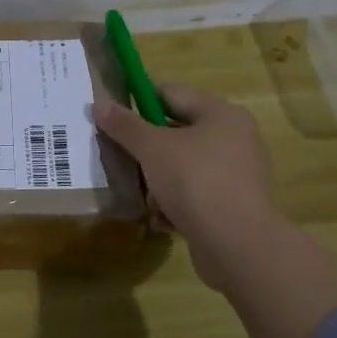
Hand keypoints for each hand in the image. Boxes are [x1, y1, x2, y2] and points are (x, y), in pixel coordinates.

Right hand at [92, 84, 280, 297]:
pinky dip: (176, 203)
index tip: (114, 118)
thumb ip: (125, 125)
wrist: (236, 244)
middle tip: (121, 158)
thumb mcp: (152, 148)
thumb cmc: (195, 181)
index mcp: (221, 114)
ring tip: (143, 195)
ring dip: (159, 180)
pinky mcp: (234, 205)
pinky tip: (162, 218)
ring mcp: (237, 174)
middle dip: (147, 149)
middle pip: (177, 132)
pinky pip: (196, 194)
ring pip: (184, 166)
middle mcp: (234, 138)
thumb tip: (99, 104)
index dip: (138, 101)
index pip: (171, 94)